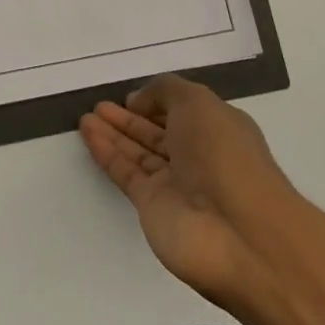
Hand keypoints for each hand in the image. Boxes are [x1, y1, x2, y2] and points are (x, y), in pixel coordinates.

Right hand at [79, 75, 300, 312]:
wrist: (238, 234)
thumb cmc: (224, 155)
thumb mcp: (198, 102)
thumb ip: (165, 91)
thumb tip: (139, 101)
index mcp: (217, 128)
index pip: (182, 111)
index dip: (157, 102)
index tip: (130, 96)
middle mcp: (197, 155)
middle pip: (157, 132)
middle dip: (129, 118)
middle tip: (99, 106)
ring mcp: (175, 183)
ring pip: (138, 152)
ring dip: (113, 133)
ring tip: (85, 117)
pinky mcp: (153, 207)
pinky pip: (126, 172)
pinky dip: (107, 152)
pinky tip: (88, 134)